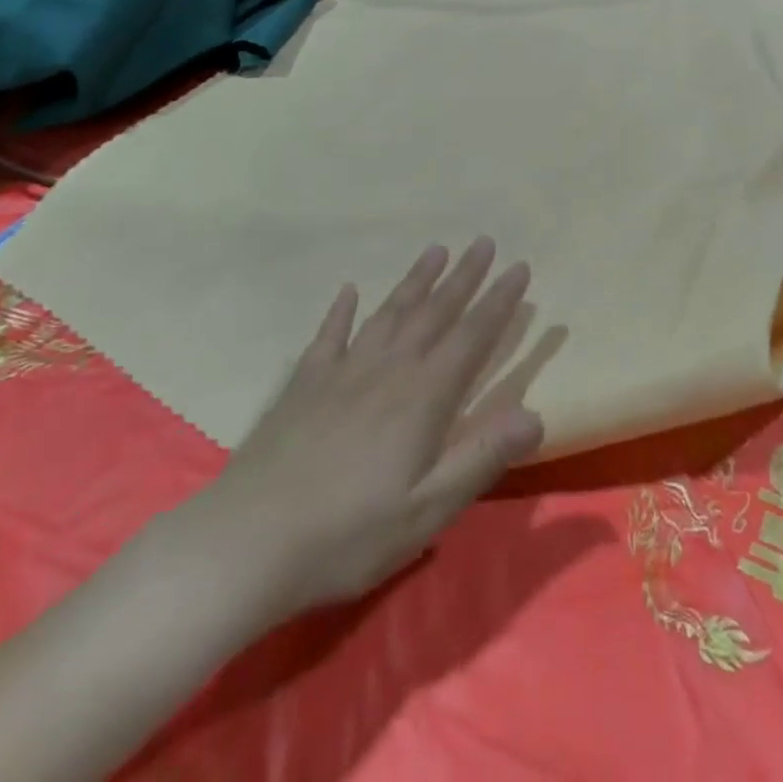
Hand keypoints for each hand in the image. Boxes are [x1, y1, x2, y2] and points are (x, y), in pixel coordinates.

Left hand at [180, 239, 542, 620]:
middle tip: (484, 242)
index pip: (471, 338)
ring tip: (435, 251)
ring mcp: (342, 372)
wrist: (247, 541)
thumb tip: (535, 415)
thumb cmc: (347, 535)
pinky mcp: (304, 384)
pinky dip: (342, 311)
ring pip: (388, 314)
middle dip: (464, 277)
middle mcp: (387, 370)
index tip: (519, 268)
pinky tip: (350, 291)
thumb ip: (481, 458)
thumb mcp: (427, 510)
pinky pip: (330, 335)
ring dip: (415, 281)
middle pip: (434, 313)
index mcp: (422, 398)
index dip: (498, 302)